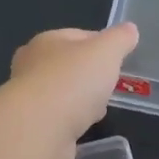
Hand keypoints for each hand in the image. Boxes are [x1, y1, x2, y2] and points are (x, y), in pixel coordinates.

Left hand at [7, 23, 139, 158]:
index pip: (78, 36)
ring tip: (99, 110)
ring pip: (63, 93)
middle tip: (109, 85)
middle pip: (68, 65)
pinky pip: (58, 118)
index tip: (118, 59)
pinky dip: (71, 121)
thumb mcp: (106, 52)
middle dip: (89, 74)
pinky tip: (83, 127)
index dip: (101, 45)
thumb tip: (130, 29)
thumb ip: (120, 39)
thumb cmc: (73, 81)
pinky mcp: (32, 125)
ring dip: (80, 100)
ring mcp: (29, 97)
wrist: (39, 129)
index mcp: (47, 41)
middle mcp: (32, 65)